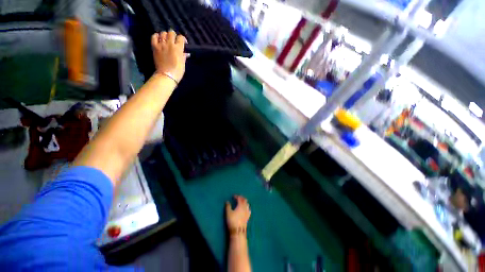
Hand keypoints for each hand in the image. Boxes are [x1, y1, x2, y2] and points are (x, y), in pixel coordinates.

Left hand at [151, 30, 186, 82]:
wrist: (167, 75)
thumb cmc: (177, 71)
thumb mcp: (183, 64)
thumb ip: (183, 56)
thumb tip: (186, 53)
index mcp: (178, 48)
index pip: (181, 38)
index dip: (182, 39)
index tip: (183, 43)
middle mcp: (170, 44)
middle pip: (171, 33)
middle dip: (174, 35)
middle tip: (174, 40)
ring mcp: (161, 44)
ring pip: (163, 33)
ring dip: (165, 35)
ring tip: (166, 39)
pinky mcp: (155, 47)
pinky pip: (154, 37)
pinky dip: (156, 36)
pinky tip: (158, 38)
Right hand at [225, 195, 250, 234]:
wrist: (238, 231)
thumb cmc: (233, 221)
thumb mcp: (228, 213)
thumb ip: (228, 206)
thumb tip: (227, 201)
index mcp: (240, 205)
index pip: (240, 198)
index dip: (237, 196)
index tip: (233, 196)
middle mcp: (245, 208)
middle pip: (245, 200)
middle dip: (241, 198)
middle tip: (238, 198)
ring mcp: (247, 212)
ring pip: (247, 204)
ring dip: (244, 202)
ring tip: (241, 202)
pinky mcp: (248, 217)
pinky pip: (248, 210)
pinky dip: (247, 207)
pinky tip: (246, 209)